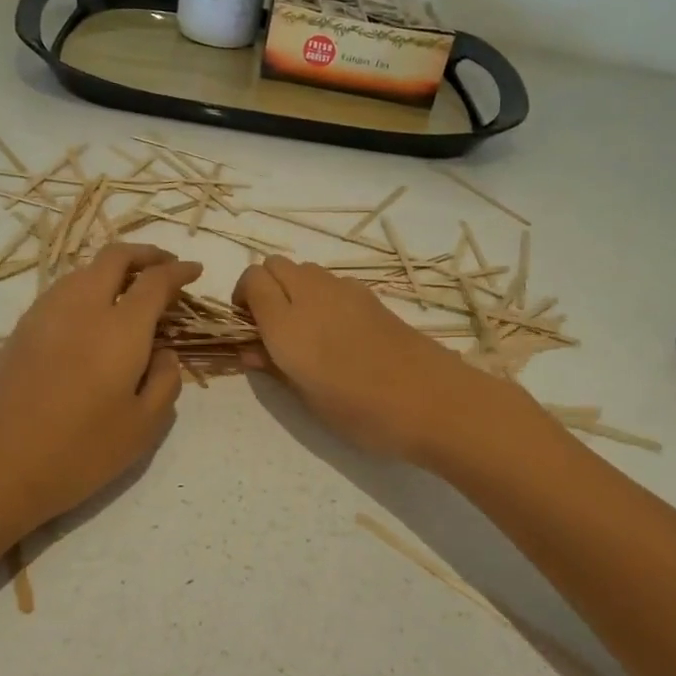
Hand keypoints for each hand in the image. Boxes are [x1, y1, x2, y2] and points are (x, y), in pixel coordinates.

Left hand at [0, 244, 200, 535]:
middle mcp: (81, 308)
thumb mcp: (144, 426)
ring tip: (130, 290)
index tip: (195, 271)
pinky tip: (93, 315)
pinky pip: (62, 291)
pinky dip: (87, 287)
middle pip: (114, 257)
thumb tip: (163, 351)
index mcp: (119, 328)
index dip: (179, 271)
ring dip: (113, 269)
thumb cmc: (80, 452)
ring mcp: (44, 315)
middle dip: (146, 254)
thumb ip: (166, 380)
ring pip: (83, 270)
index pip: (155, 281)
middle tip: (166, 265)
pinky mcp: (20, 331)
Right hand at [233, 257, 516, 462]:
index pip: (252, 279)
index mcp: (287, 324)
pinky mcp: (371, 295)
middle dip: (265, 286)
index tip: (248, 326)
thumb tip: (249, 350)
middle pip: (276, 265)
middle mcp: (312, 296)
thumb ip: (274, 367)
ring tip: (305, 329)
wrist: (432, 401)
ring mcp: (345, 291)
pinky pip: (332, 281)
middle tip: (271, 326)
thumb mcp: (307, 399)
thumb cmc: (361, 411)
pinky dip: (322, 294)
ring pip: (305, 270)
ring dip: (294, 288)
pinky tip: (338, 331)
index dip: (243, 297)